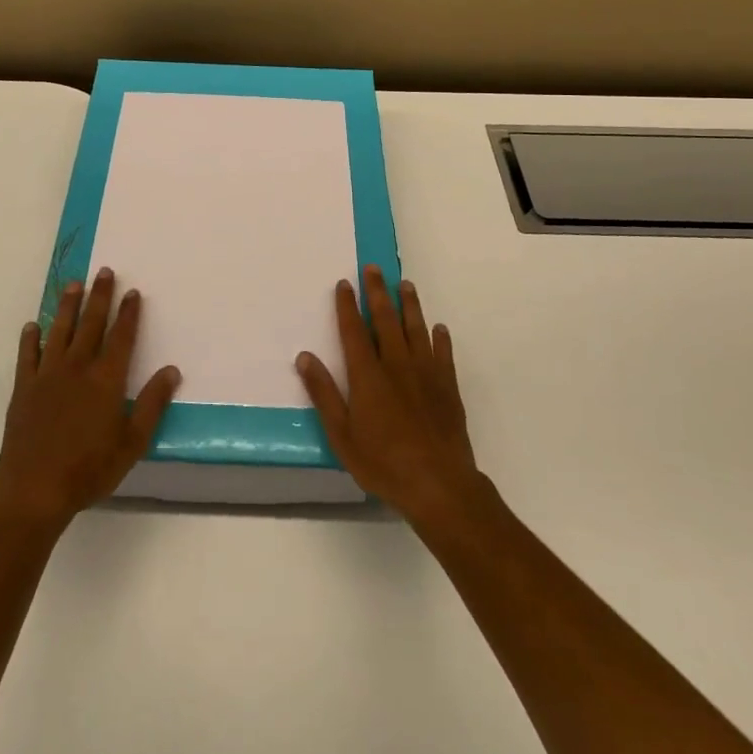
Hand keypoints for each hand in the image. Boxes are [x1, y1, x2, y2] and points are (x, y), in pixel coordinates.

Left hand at [0, 268, 180, 532]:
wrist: (33, 488)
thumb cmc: (89, 469)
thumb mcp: (132, 443)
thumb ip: (152, 404)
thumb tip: (172, 370)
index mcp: (106, 379)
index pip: (122, 337)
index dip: (129, 313)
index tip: (133, 291)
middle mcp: (78, 367)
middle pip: (91, 324)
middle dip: (100, 296)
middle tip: (104, 271)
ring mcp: (48, 375)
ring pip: (60, 330)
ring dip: (68, 306)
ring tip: (73, 283)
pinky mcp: (24, 387)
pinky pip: (27, 355)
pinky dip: (30, 338)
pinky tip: (33, 326)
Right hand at [296, 265, 483, 529]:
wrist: (439, 485)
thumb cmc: (383, 463)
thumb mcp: (342, 435)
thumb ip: (324, 394)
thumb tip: (304, 357)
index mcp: (368, 375)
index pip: (354, 331)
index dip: (347, 306)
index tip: (344, 283)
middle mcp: (396, 365)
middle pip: (385, 320)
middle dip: (378, 292)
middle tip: (374, 268)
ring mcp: (426, 374)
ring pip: (416, 329)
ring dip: (410, 305)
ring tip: (406, 285)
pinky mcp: (448, 388)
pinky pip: (444, 354)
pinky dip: (441, 339)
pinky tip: (439, 329)